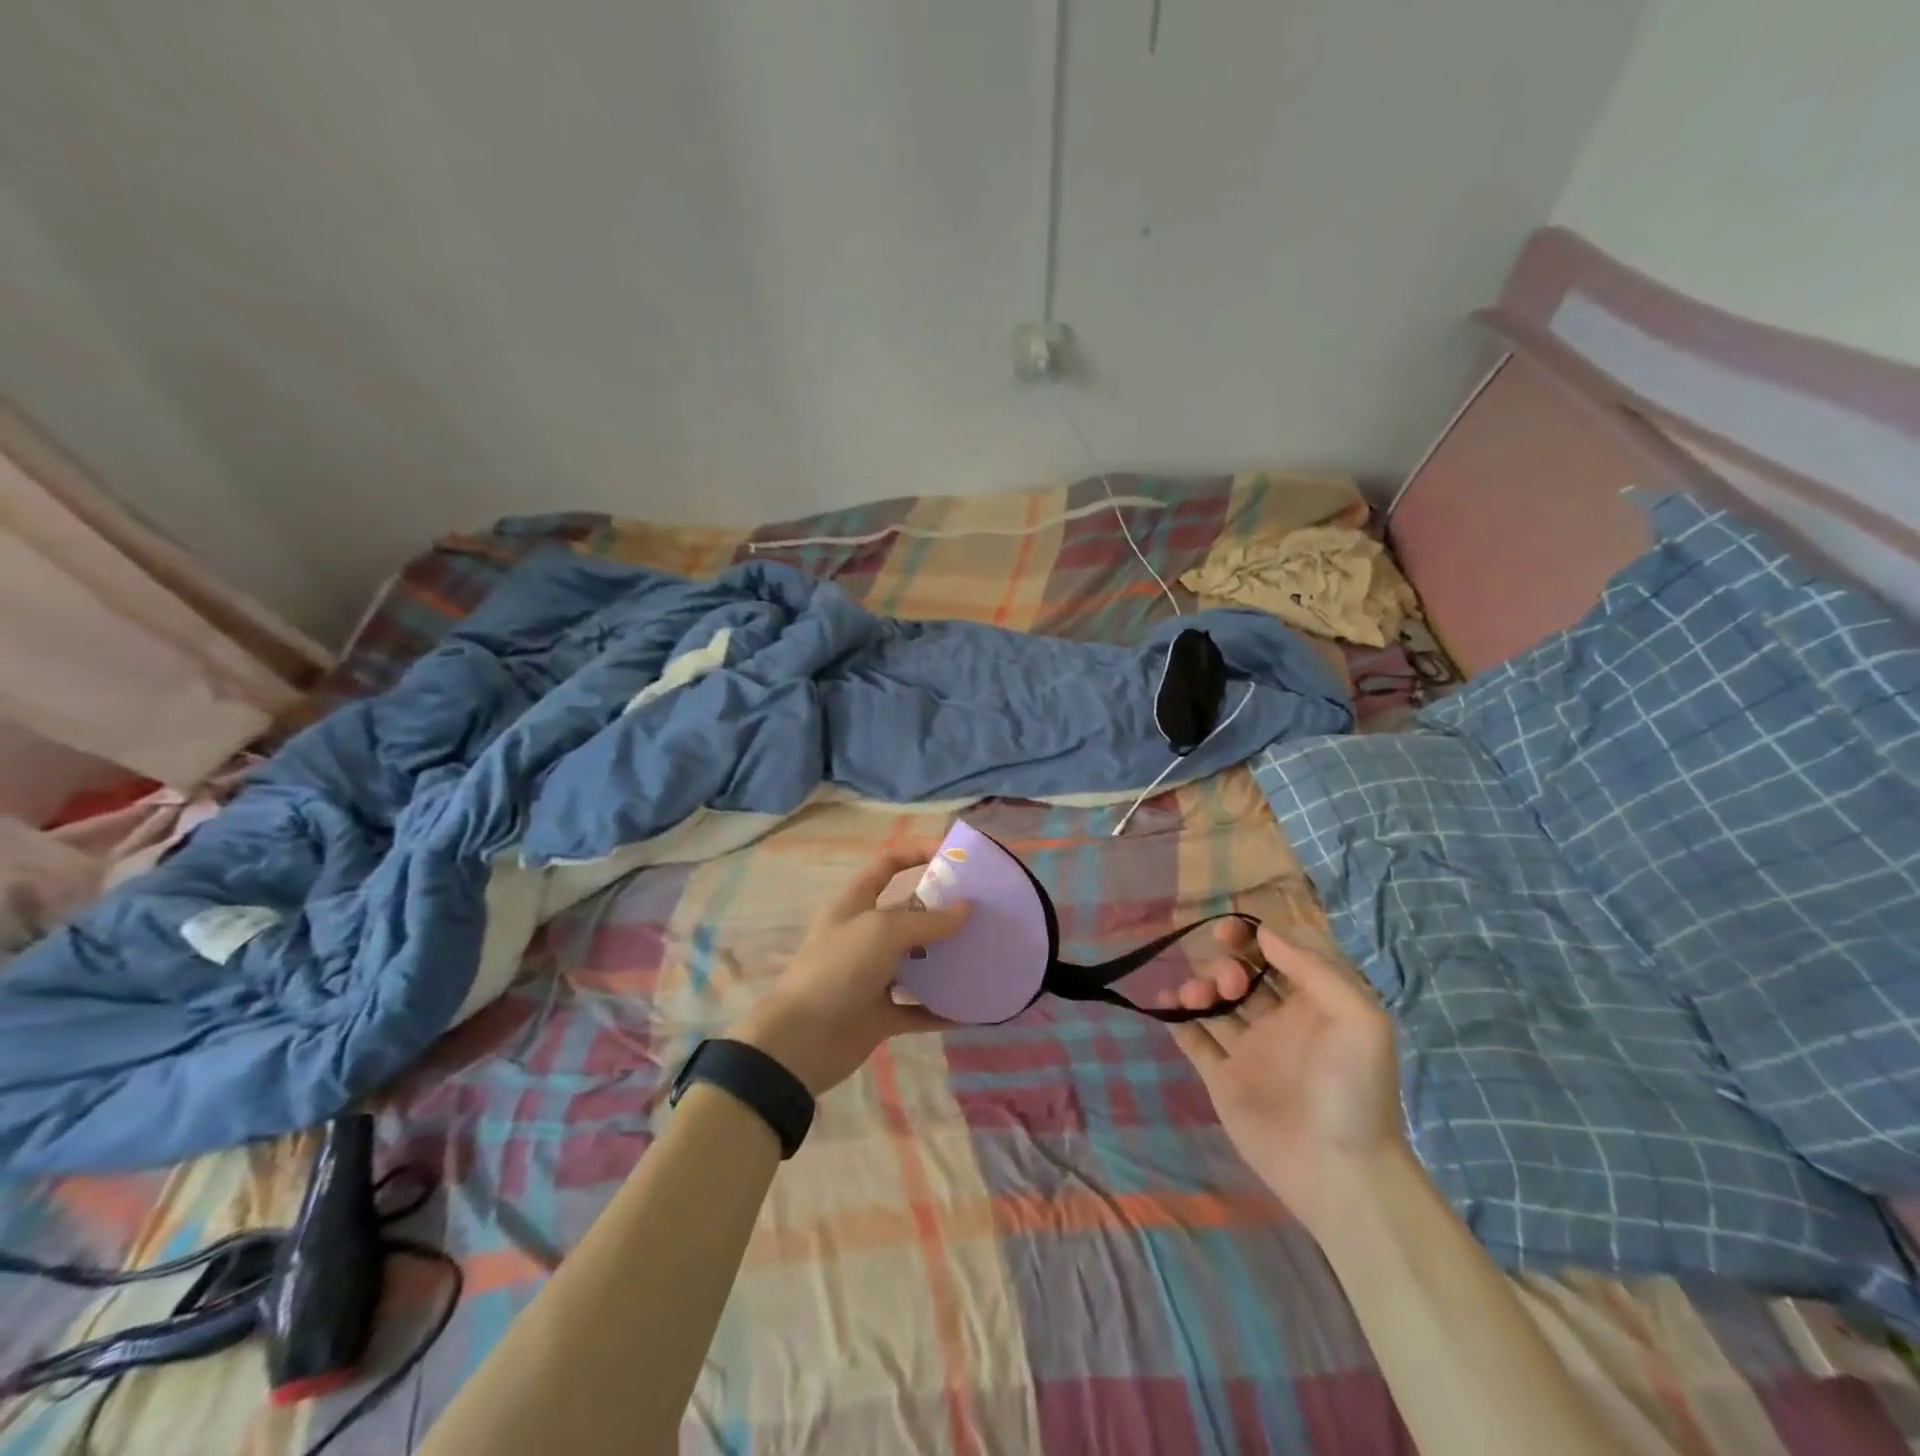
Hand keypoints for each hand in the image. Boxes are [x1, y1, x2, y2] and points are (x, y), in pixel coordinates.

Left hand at [726, 844, 968, 1095]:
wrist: (801, 1042)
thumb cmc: (838, 969)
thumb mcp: (882, 932)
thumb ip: (927, 921)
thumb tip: (967, 909)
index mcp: (856, 905)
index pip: (887, 865)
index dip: (917, 853)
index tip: (954, 856)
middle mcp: (864, 936)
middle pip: (908, 914)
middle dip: (943, 912)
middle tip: (984, 913)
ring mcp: (872, 976)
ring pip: (917, 962)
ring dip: (946, 960)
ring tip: (984, 955)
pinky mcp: (880, 1014)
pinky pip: (918, 1007)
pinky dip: (942, 1008)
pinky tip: (972, 1007)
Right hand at [1160, 920, 1406, 1233]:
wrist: (1339, 1173)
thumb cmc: (1354, 1089)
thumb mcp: (1359, 1018)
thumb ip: (1314, 968)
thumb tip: (1265, 933)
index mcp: (1315, 1004)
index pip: (1279, 954)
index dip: (1254, 935)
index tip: (1229, 931)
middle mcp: (1280, 1020)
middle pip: (1243, 973)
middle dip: (1227, 964)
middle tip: (1228, 982)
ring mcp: (1249, 1050)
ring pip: (1215, 1002)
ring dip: (1199, 986)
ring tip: (1195, 997)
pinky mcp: (1222, 1078)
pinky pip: (1194, 1038)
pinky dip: (1176, 1017)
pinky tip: (1165, 1002)